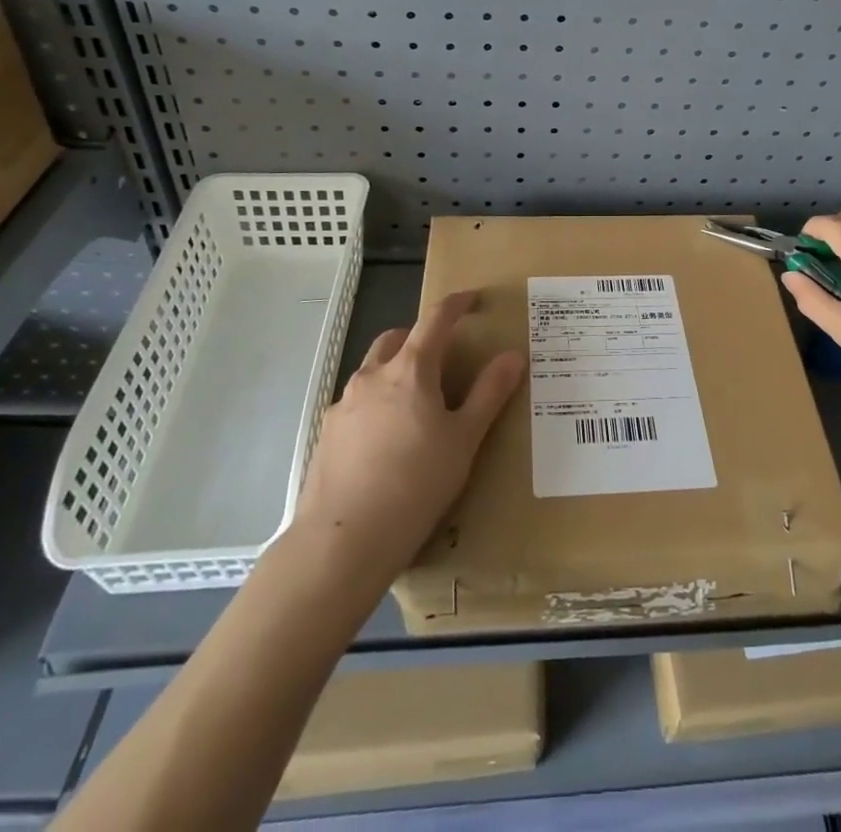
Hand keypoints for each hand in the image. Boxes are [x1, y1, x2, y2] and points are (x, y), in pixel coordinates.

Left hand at [292, 292, 522, 581]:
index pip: (435, 319)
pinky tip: (386, 440)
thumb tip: (513, 356)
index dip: (456, 303)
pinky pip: (356, 403)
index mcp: (411, 370)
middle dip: (419, 335)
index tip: (472, 298)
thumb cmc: (415, 485)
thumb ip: (489, 394)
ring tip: (415, 403)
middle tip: (442, 356)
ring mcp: (343, 404)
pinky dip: (376, 404)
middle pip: (396, 338)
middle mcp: (372, 376)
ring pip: (372, 370)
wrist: (343, 542)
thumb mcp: (464, 440)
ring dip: (395, 370)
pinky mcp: (326, 434)